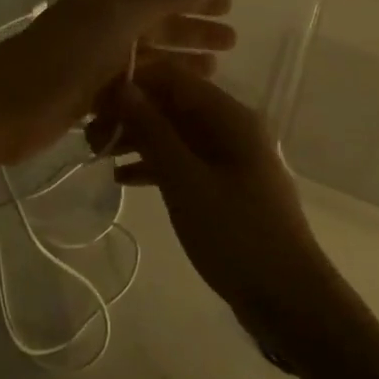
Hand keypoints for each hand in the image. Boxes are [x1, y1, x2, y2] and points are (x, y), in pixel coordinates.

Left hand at [0, 0, 233, 167]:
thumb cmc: (70, 54)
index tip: (230, 8)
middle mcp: (102, 26)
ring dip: (178, 64)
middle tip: (232, 43)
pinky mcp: (87, 96)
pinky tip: (178, 105)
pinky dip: (153, 92)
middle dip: (193, 33)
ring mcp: (94, 62)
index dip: (195, 0)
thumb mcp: (124, 16)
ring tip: (214, 73)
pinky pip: (130, 89)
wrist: (9, 104)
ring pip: (146, 60)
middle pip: (157, 26)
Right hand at [95, 62, 333, 333]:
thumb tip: (122, 88)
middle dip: (130, 113)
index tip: (92, 101)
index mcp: (230, 116)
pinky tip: (121, 179)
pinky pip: (183, 161)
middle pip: (172, 105)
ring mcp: (229, 158)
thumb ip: (153, 132)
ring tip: (96, 155)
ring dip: (138, 139)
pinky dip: (154, 165)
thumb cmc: (236, 235)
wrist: (288, 300)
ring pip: (175, 134)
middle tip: (89, 135)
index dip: (132, 83)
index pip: (174, 78)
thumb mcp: (186, 181)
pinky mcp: (224, 186)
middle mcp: (231, 127)